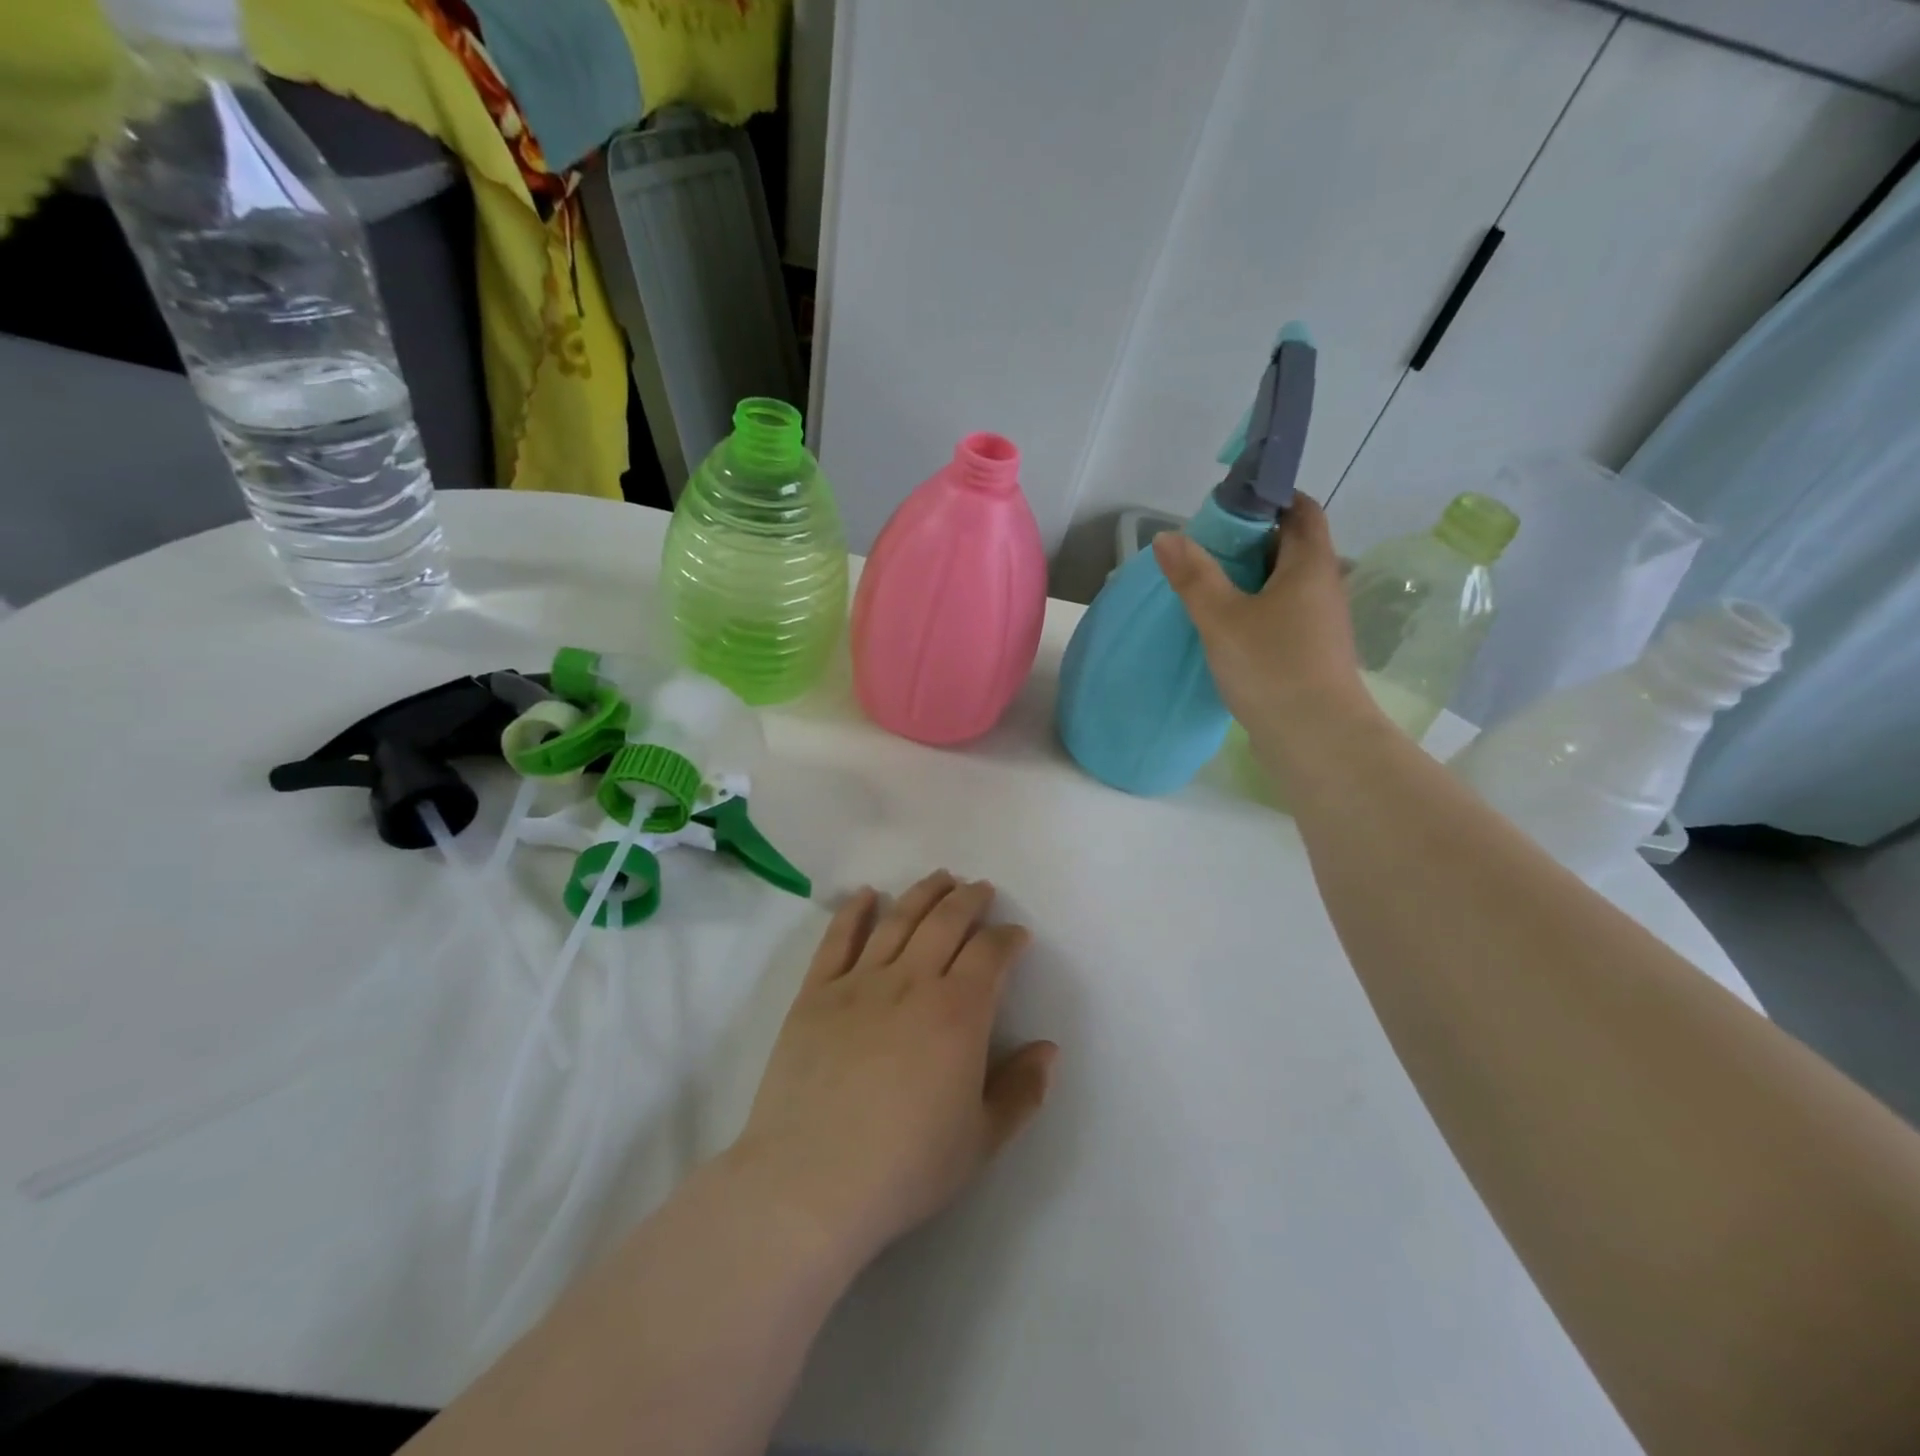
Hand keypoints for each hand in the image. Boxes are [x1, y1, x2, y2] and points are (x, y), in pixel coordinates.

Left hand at [728, 871, 1056, 1266]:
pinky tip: (866, 895)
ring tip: (939, 877)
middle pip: (946, 922)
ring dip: (922, 894)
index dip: (1007, 937)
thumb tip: (1048, 1049)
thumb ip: (1021, 1091)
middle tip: (980, 888)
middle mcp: (912, 981)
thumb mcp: (980, 1141)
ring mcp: (859, 982)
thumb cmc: (905, 1167)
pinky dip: (854, 911)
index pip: (990, 954)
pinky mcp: (816, 992)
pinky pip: (838, 939)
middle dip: (969, 899)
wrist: (810, 1182)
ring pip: (897, 919)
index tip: (1016, 934)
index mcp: (958, 1012)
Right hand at [1152, 495, 1380, 764]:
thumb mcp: (1222, 617)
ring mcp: (1319, 623)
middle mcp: (1323, 587)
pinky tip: (1222, 628)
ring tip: (1204, 586)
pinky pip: (1280, 616)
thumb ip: (1194, 575)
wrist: (1315, 738)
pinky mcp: (1309, 654)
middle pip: (1290, 546)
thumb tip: (1168, 536)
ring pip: (1283, 585)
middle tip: (1203, 548)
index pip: (1300, 510)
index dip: (1269, 499)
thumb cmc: (1272, 666)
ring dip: (1248, 580)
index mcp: (1310, 564)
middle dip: (1249, 541)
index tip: (1227, 506)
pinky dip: (1253, 611)